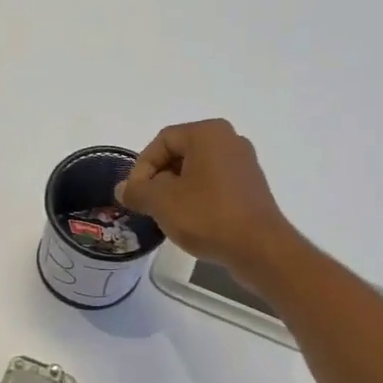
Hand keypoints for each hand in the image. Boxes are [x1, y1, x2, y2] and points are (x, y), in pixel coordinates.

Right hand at [116, 119, 299, 284]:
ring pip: (196, 171)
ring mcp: (243, 164)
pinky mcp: (250, 187)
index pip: (162, 141)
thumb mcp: (162, 202)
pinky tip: (191, 221)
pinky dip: (197, 198)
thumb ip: (137, 191)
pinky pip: (214, 185)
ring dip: (175, 190)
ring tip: (166, 216)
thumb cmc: (207, 216)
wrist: (259, 249)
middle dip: (158, 179)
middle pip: (179, 153)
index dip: (141, 168)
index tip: (135, 196)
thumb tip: (123, 189)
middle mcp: (229, 140)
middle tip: (147, 206)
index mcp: (208, 133)